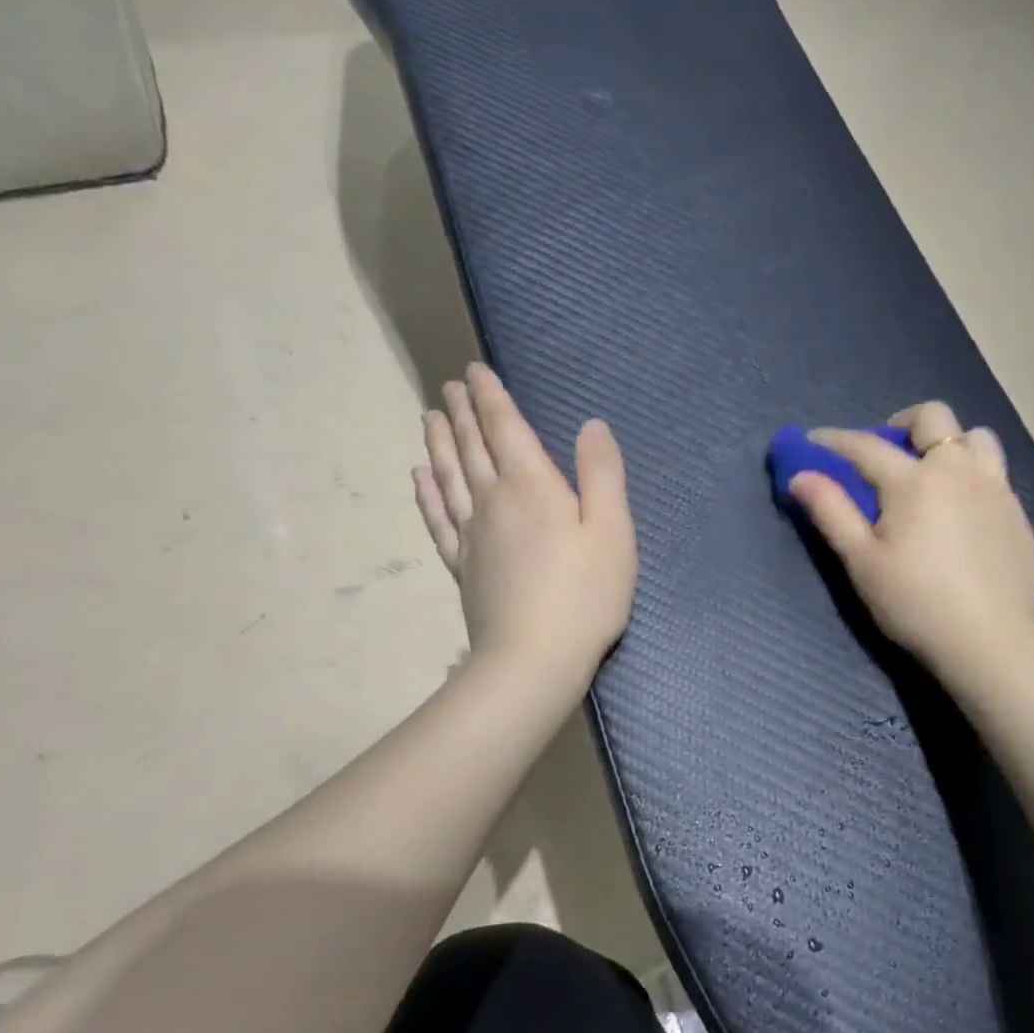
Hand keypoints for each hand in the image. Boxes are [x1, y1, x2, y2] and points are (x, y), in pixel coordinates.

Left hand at [414, 364, 636, 686]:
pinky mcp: (462, 566)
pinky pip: (438, 519)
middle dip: (463, 413)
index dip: (491, 398)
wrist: (533, 661)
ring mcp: (472, 535)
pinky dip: (427, 494)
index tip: (474, 371)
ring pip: (449, 477)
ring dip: (440, 444)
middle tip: (449, 387)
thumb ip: (602, 475)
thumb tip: (592, 425)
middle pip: (473, 448)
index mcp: (533, 487)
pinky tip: (421, 478)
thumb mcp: (613, 532)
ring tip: (430, 418)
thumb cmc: (585, 596)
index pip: (506, 429)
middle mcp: (494, 501)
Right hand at [787, 402, 1033, 680]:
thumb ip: (831, 512)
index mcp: (915, 481)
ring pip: (975, 436)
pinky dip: (972, 471)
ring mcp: (995, 488)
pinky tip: (961, 507)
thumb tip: (800, 476)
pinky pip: (995, 470)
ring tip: (932, 473)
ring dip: (948, 443)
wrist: (988, 641)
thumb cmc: (915, 603)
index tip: (813, 440)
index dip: (834, 440)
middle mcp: (959, 470)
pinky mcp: (1017, 512)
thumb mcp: (862, 561)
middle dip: (901, 424)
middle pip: (933, 417)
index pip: (866, 446)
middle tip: (886, 452)